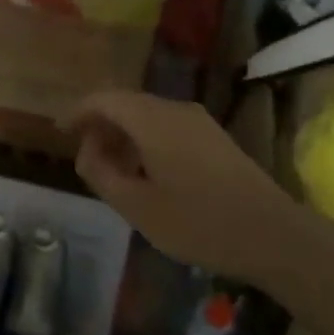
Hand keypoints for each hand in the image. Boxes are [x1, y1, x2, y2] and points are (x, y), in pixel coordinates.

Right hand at [62, 90, 305, 283]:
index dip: (78, 111)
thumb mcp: (137, 206)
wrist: (273, 235)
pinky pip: (167, 126)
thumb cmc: (198, 223)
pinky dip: (146, 140)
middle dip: (100, 124)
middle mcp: (175, 110)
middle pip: (126, 103)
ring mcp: (199, 122)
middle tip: (84, 156)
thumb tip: (86, 152)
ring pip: (148, 115)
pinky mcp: (214, 138)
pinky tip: (145, 172)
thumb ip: (101, 174)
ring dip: (124, 134)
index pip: (104, 99)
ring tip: (111, 168)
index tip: (59, 131)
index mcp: (153, 120)